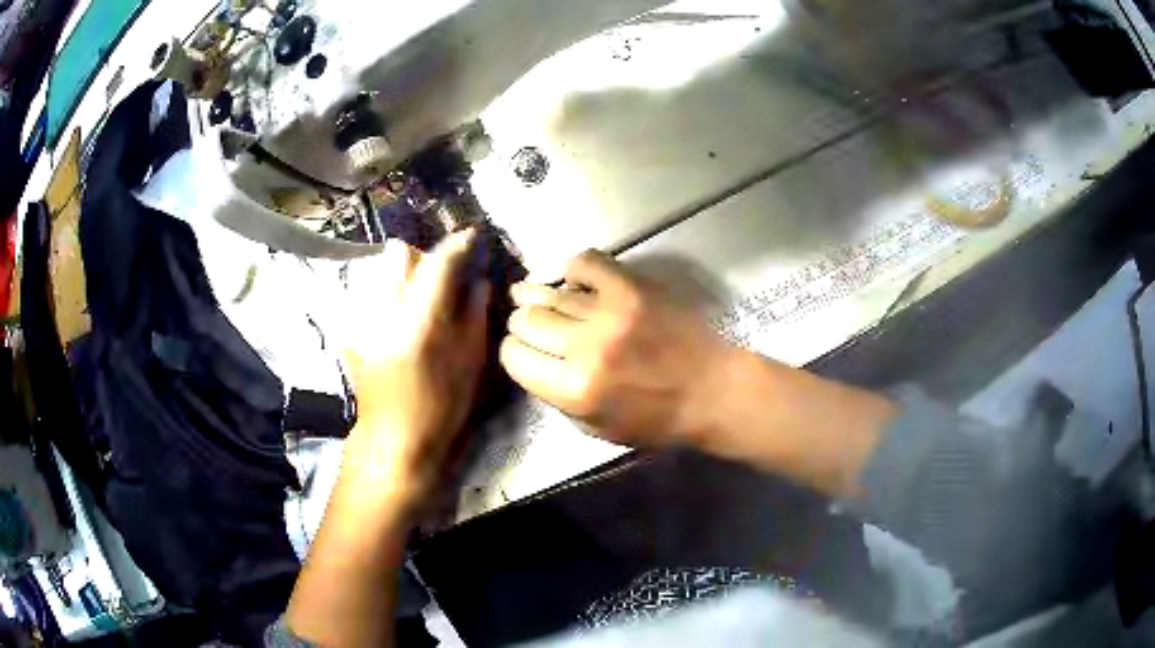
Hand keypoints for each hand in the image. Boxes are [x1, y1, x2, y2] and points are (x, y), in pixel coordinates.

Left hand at [343, 229, 489, 502]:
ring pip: (379, 269)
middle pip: (397, 254)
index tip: (471, 237)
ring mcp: (359, 319)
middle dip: (421, 257)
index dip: (457, 244)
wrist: (393, 437)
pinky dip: (385, 294)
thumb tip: (477, 280)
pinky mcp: (348, 329)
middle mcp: (382, 313)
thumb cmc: (440, 407)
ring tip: (415, 299)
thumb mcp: (470, 363)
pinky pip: (367, 291)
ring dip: (401, 274)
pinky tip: (396, 318)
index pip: (437, 263)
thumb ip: (475, 314)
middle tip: (438, 277)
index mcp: (418, 323)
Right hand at [500, 250, 730, 446]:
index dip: (513, 353)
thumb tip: (534, 362)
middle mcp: (585, 347)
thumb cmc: (657, 419)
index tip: (523, 351)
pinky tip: (571, 280)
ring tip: (530, 295)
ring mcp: (609, 311)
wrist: (712, 389)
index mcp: (575, 389)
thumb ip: (557, 398)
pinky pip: (584, 262)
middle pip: (526, 320)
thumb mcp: (597, 429)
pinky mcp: (631, 286)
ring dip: (536, 296)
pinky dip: (572, 269)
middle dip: (522, 325)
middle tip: (531, 326)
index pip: (513, 357)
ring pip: (549, 292)